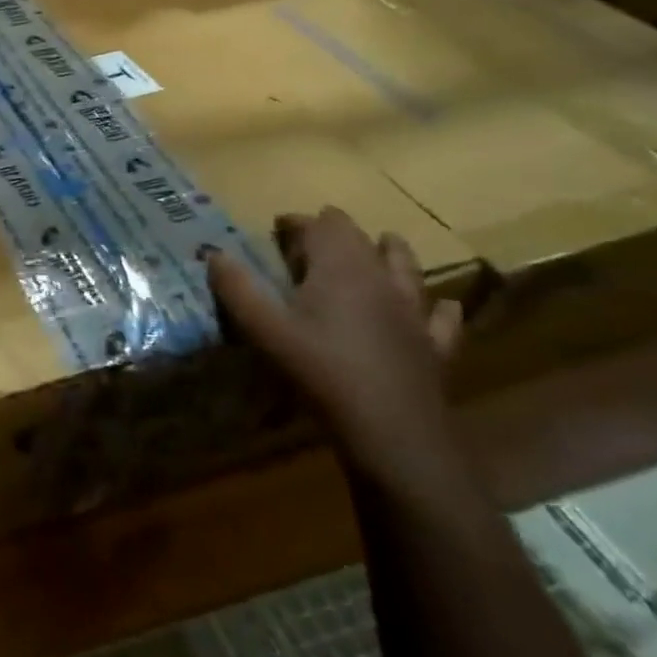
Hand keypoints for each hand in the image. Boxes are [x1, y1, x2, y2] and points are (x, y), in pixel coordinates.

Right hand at [208, 207, 461, 485]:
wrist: (393, 434)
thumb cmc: (322, 373)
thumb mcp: (264, 330)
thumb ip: (237, 288)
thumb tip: (214, 253)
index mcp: (339, 268)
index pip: (320, 225)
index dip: (298, 222)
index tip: (277, 228)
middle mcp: (380, 279)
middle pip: (360, 238)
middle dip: (334, 232)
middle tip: (309, 244)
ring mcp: (413, 312)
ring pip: (406, 266)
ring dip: (389, 252)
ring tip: (379, 247)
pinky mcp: (434, 345)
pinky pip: (442, 317)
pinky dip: (437, 306)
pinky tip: (438, 307)